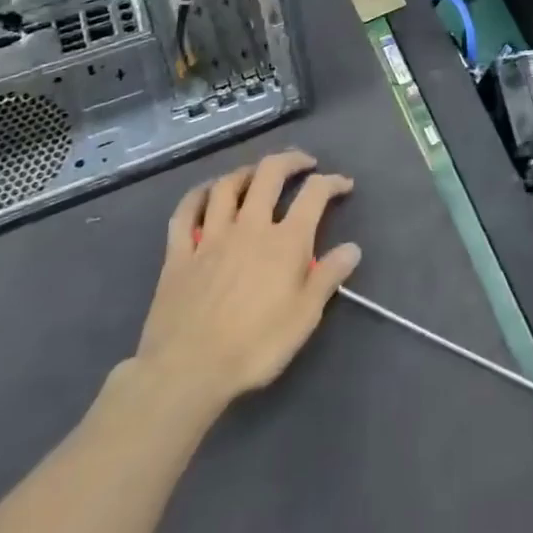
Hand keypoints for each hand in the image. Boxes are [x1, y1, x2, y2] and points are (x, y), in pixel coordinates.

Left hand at [130, 150, 360, 431]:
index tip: (343, 184)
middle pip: (269, 174)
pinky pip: (185, 213)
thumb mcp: (304, 317)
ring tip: (257, 174)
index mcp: (285, 241)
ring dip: (246, 172)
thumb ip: (328, 277)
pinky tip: (206, 193)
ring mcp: (211, 237)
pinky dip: (197, 195)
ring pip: (227, 186)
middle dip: (290, 161)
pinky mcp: (179, 254)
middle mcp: (250, 227)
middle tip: (302, 163)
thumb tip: (353, 248)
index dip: (332, 182)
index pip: (314, 194)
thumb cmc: (255, 347)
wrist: (186, 371)